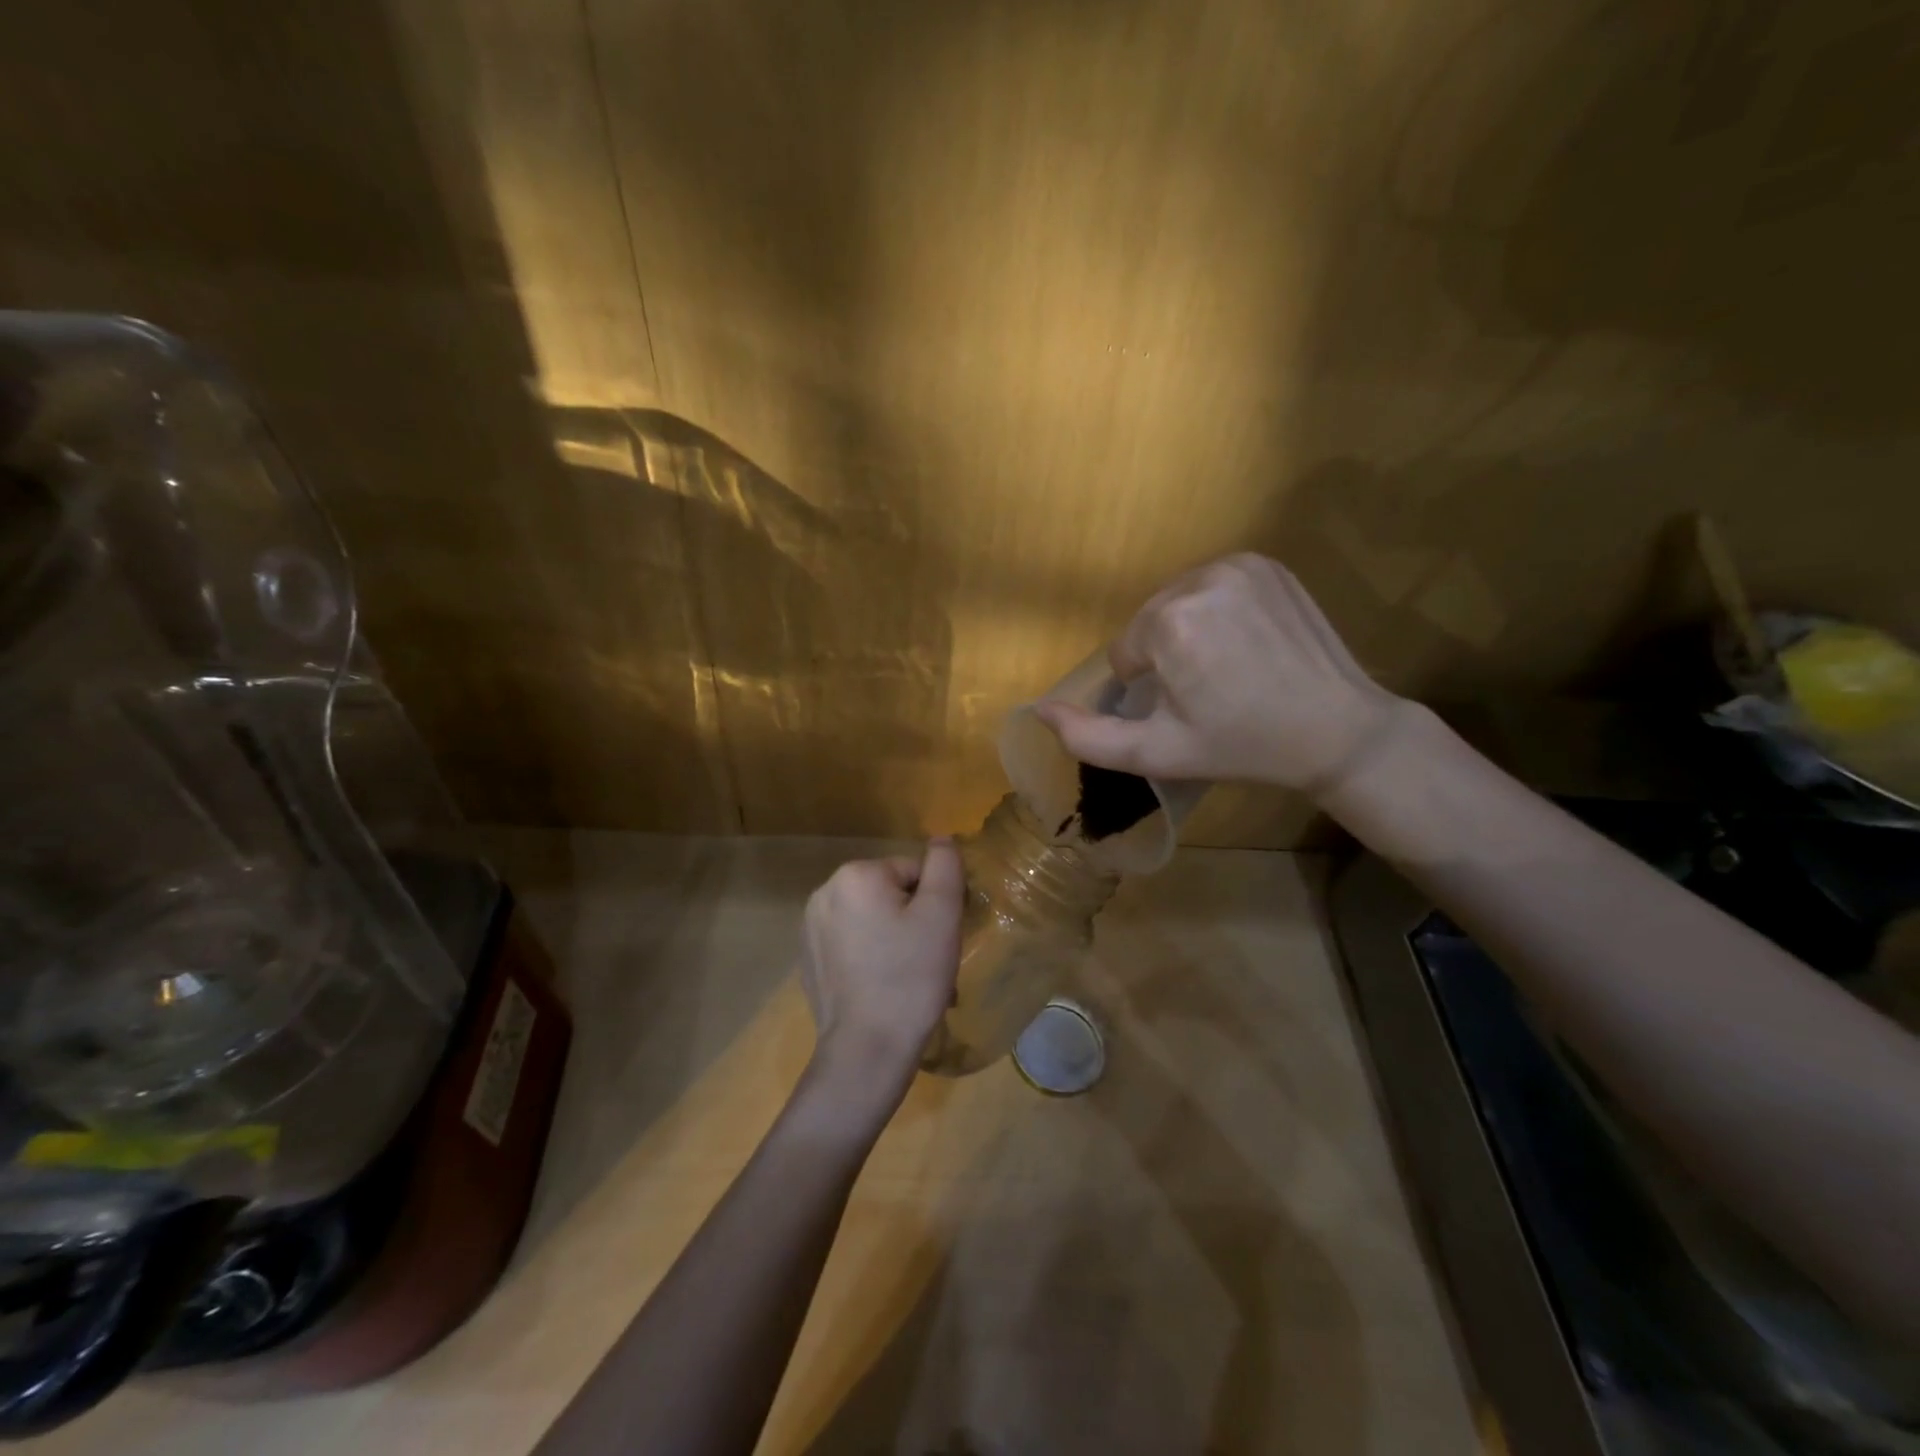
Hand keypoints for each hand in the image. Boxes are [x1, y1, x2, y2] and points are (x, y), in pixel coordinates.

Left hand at [799, 838, 964, 1094]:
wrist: (866, 1050)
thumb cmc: (910, 977)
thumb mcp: (941, 914)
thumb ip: (945, 866)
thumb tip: (941, 838)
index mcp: (856, 875)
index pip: (914, 872)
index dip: (935, 903)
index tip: (940, 938)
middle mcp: (824, 891)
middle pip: (890, 893)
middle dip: (912, 920)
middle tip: (926, 959)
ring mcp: (810, 927)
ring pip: (871, 919)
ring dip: (892, 937)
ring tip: (906, 977)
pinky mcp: (808, 958)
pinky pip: (851, 943)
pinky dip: (870, 956)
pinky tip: (881, 987)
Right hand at [1035, 553, 1399, 794]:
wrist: (1337, 729)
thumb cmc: (1241, 746)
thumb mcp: (1157, 753)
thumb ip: (1088, 737)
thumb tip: (1039, 709)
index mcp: (1169, 624)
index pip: (1125, 652)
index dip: (1148, 686)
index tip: (1188, 707)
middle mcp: (1199, 580)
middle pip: (1149, 621)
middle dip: (1165, 653)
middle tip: (1208, 690)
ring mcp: (1239, 565)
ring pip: (1179, 600)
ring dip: (1188, 629)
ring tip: (1228, 664)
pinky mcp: (1267, 562)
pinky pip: (1213, 584)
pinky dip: (1217, 608)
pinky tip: (1247, 639)